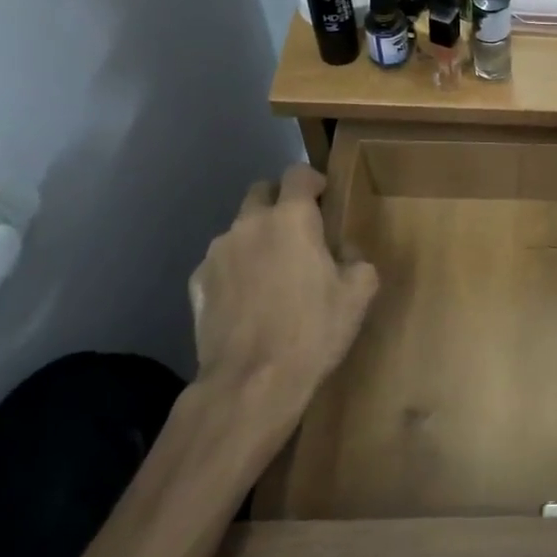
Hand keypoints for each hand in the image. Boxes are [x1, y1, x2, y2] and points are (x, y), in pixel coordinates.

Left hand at [189, 165, 378, 411]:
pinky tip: (248, 299)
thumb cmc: (313, 330)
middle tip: (299, 231)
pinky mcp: (197, 283)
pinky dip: (235, 269)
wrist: (251, 383)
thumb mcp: (359, 293)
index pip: (298, 173)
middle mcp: (249, 224)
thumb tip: (344, 252)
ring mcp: (217, 253)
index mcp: (292, 218)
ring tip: (272, 271)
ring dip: (257, 237)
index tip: (325, 198)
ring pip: (239, 228)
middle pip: (261, 191)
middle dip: (280, 202)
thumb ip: (357, 259)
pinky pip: (220, 262)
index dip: (313, 180)